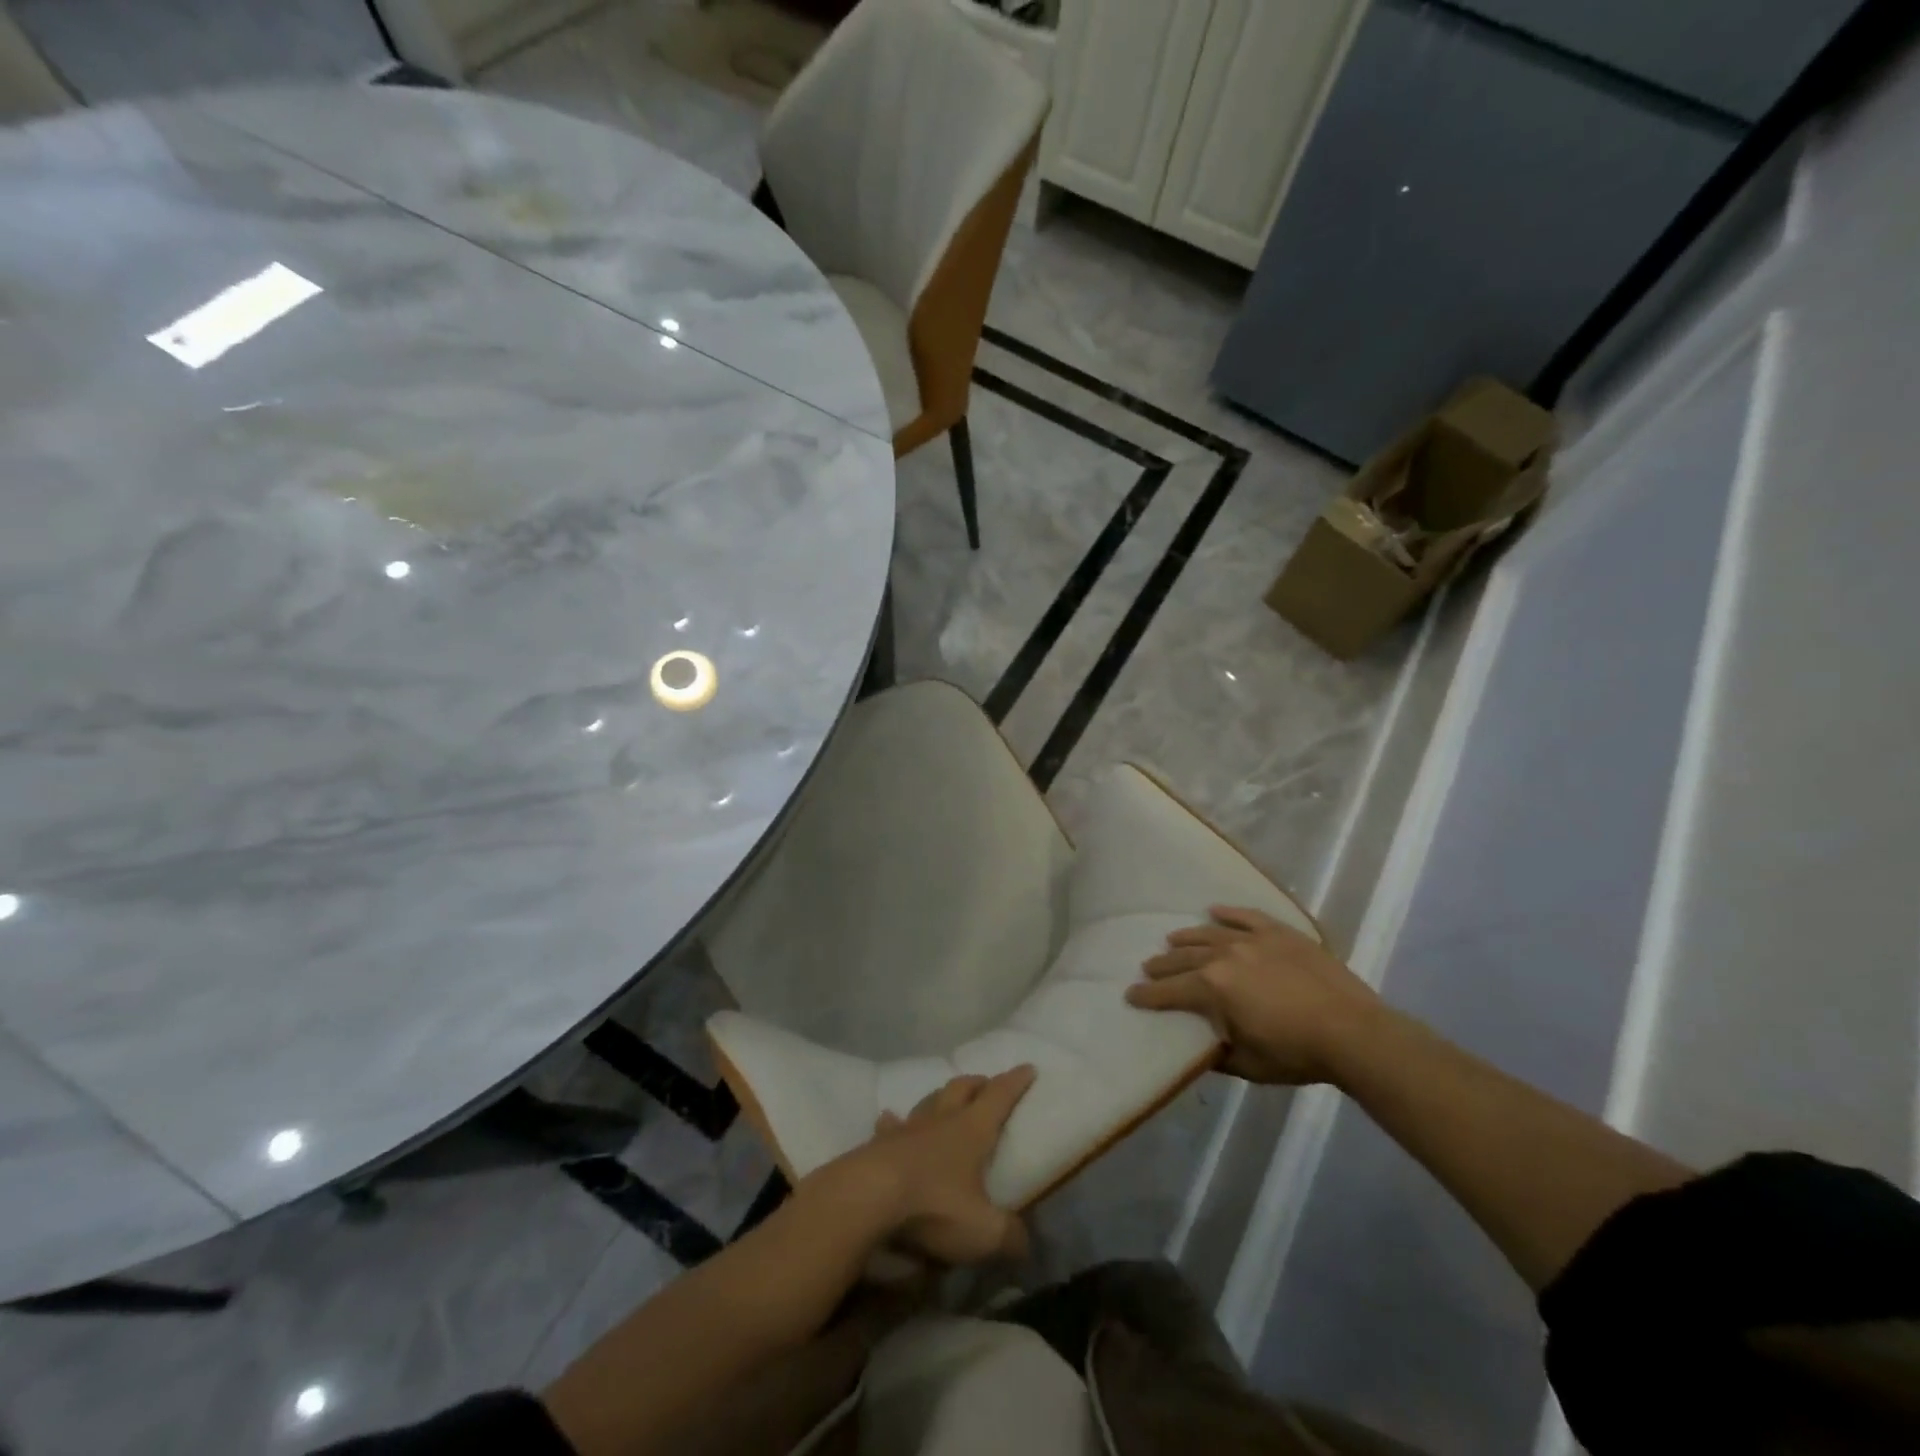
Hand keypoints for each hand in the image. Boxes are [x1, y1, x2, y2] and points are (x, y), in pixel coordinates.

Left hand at [837, 1067, 1035, 1265]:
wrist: (867, 1198)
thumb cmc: (933, 1207)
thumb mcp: (983, 1232)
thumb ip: (1009, 1237)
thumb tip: (1025, 1244)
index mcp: (971, 1130)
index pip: (999, 1096)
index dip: (1015, 1082)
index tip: (1028, 1068)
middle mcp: (941, 1120)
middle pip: (962, 1088)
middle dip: (978, 1083)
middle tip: (987, 1084)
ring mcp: (907, 1129)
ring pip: (929, 1100)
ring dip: (941, 1097)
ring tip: (946, 1099)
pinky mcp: (879, 1144)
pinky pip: (890, 1126)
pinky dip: (895, 1122)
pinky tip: (890, 1120)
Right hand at [1127, 906, 1383, 1084]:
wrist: (1354, 1032)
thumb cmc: (1297, 1054)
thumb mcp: (1249, 1064)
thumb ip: (1219, 1052)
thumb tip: (1201, 1046)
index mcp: (1213, 988)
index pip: (1170, 991)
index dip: (1148, 996)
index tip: (1130, 995)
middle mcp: (1224, 956)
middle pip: (1184, 958)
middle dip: (1163, 965)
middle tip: (1147, 968)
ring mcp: (1253, 940)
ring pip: (1209, 934)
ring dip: (1187, 938)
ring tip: (1172, 941)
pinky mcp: (1279, 933)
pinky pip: (1246, 916)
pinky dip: (1228, 913)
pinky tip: (1213, 910)